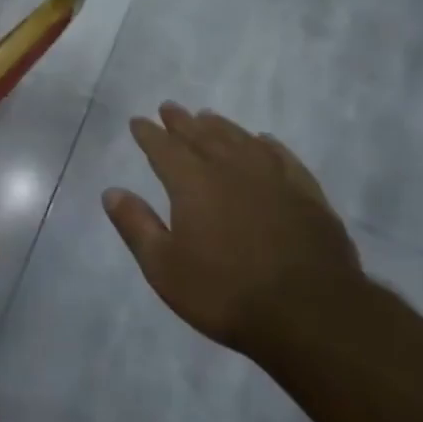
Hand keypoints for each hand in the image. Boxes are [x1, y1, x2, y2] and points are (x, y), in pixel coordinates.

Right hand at [103, 103, 361, 353]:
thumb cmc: (225, 292)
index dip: (149, 134)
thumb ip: (136, 225)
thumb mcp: (164, 267)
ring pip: (241, 140)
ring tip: (208, 116)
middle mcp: (231, 169)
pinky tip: (264, 141)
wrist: (310, 313)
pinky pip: (283, 158)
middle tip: (169, 108)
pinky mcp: (307, 195)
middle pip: (202, 136)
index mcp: (192, 183)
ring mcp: (273, 179)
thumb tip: (112, 191)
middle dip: (182, 122)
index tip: (138, 121)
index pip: (164, 148)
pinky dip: (268, 145)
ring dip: (221, 126)